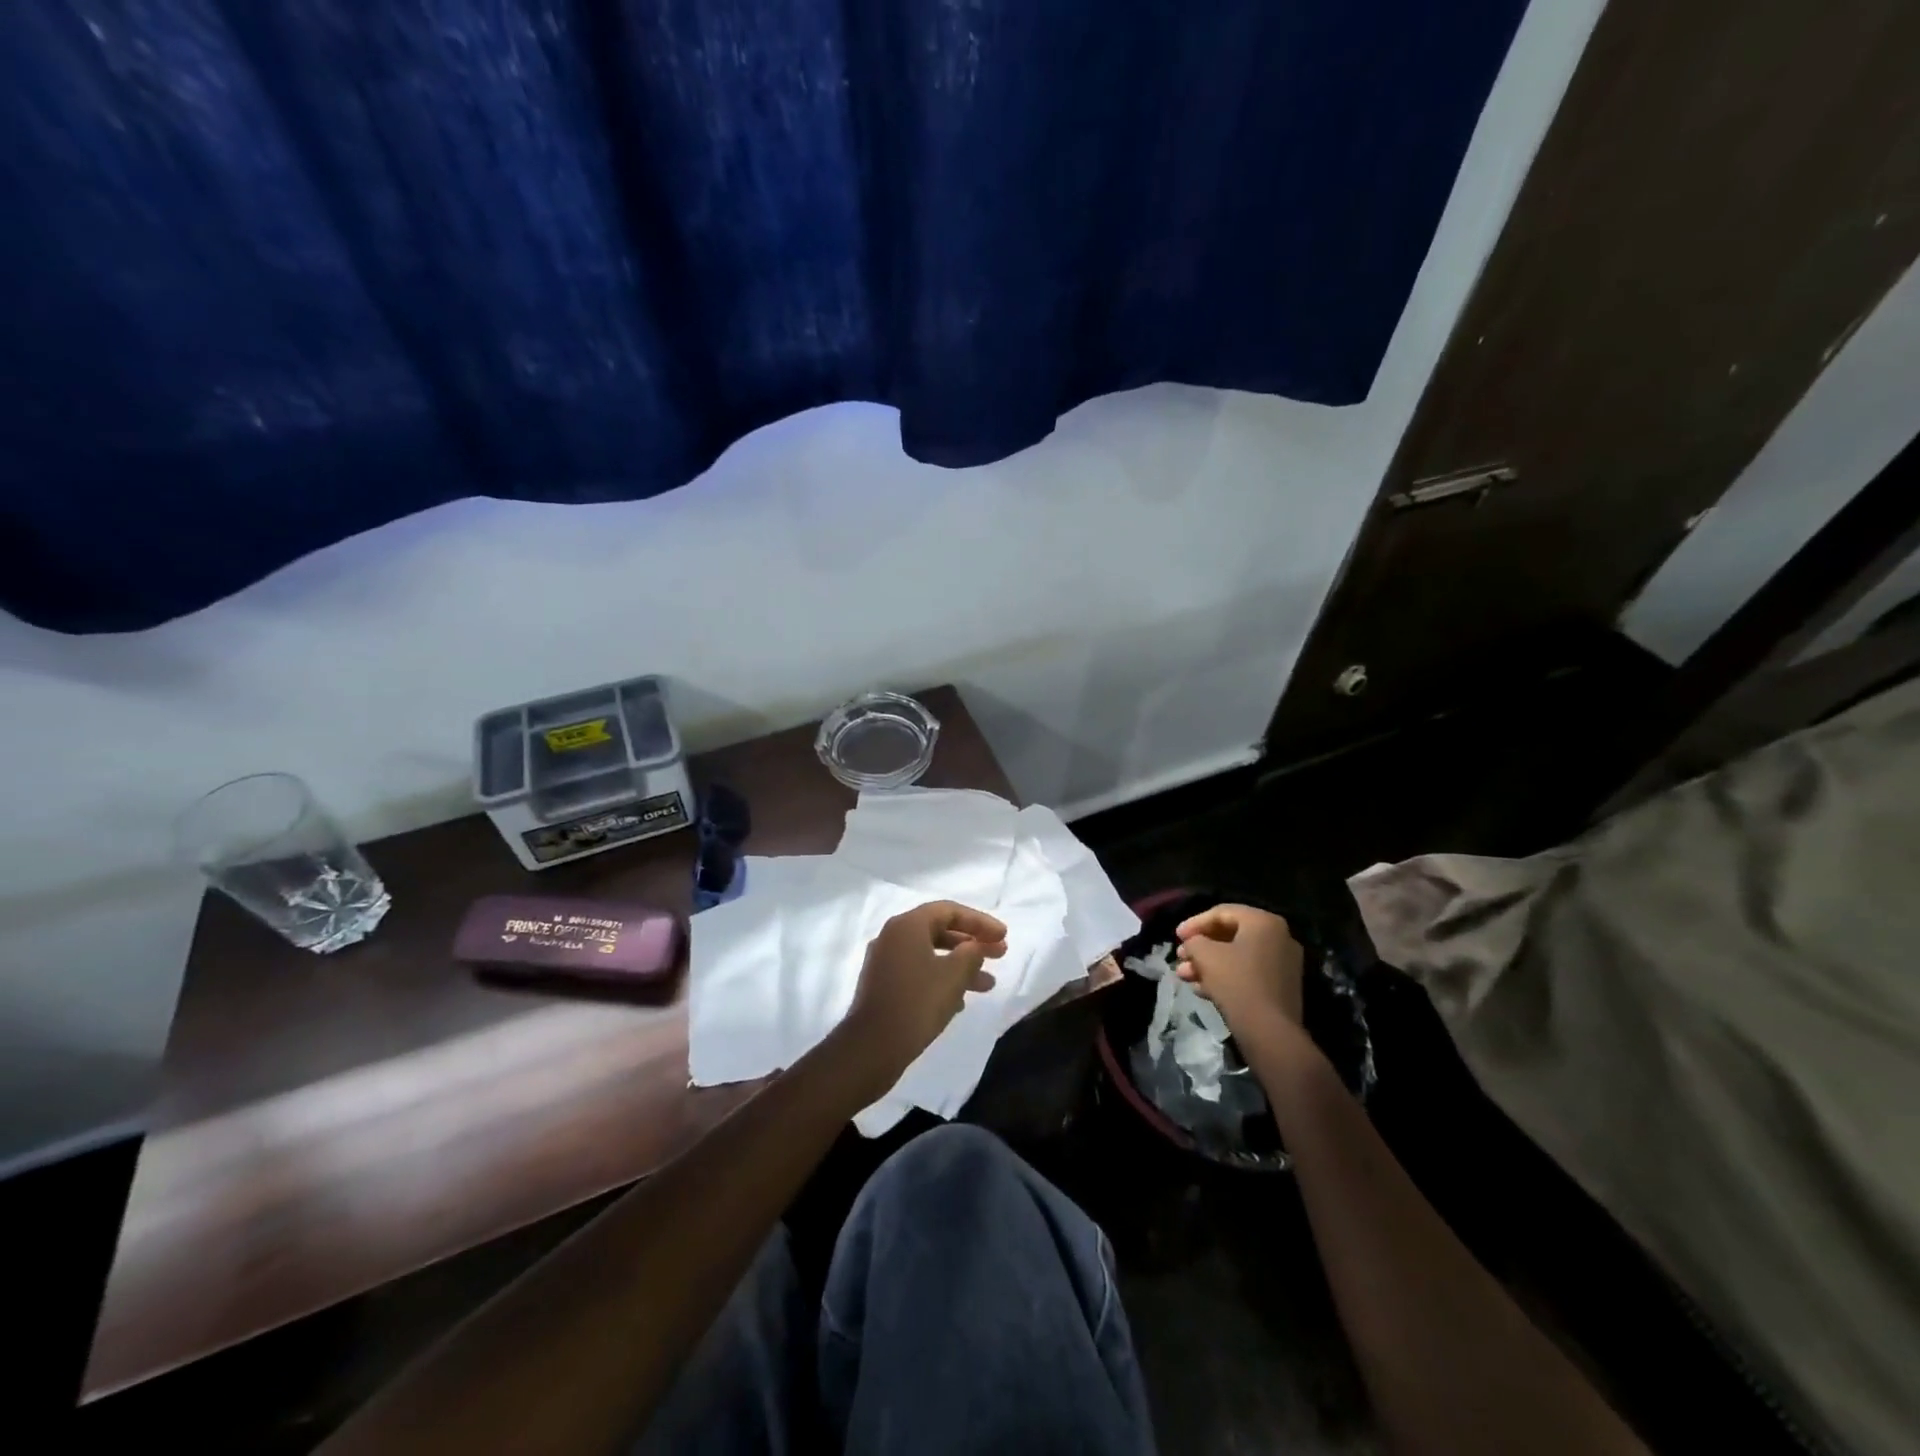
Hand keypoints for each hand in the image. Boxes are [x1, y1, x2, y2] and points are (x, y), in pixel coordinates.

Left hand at [841, 901, 1008, 1092]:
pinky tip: (960, 1001)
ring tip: (988, 985)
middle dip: (972, 943)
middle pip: (939, 931)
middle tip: (1000, 955)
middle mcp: (892, 937)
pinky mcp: (883, 986)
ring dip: (960, 966)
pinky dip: (941, 979)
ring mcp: (884, 962)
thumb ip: (971, 953)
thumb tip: (974, 946)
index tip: (1003, 936)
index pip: (949, 911)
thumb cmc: (917, 1003)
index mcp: (907, 926)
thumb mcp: (954, 975)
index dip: (979, 921)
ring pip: (930, 955)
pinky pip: (918, 972)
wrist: (872, 1048)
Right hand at [1175, 903, 1304, 1028]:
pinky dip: (1225, 976)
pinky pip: (1248, 972)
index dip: (1194, 923)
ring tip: (1184, 976)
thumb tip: (1194, 943)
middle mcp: (1279, 937)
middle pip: (1230, 935)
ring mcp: (1283, 963)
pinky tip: (1202, 990)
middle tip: (1180, 956)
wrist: (1270, 1032)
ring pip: (1237, 956)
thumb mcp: (1205, 955)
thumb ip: (1194, 941)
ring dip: (1208, 964)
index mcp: (1264, 922)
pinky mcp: (1281, 987)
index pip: (1222, 913)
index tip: (1176, 937)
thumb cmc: (1236, 983)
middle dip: (1200, 947)